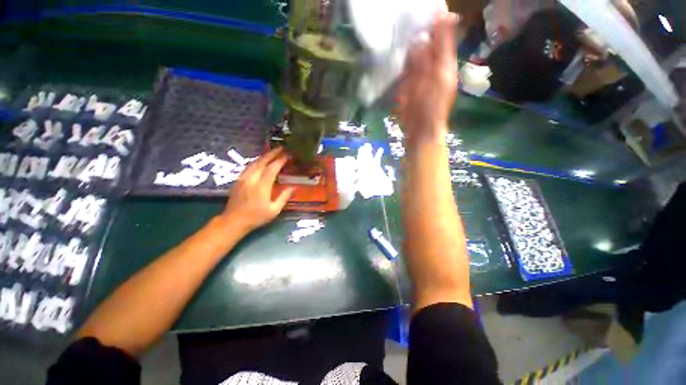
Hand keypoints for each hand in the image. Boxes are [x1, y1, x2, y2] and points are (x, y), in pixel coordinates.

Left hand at [219, 147, 294, 232]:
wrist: (233, 221)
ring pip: (254, 163)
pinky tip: (261, 161)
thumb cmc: (256, 217)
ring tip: (273, 152)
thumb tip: (294, 187)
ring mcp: (243, 179)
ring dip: (264, 156)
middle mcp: (251, 179)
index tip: (287, 155)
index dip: (280, 161)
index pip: (272, 169)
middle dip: (272, 153)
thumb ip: (284, 197)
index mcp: (261, 187)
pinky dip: (257, 161)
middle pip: (262, 162)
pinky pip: (249, 167)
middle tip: (281, 148)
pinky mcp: (238, 180)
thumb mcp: (274, 210)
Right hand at [396, 12, 459, 145]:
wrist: (419, 127)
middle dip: (419, 22)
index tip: (427, 3)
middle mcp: (431, 60)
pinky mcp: (405, 79)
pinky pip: (402, 61)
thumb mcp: (438, 78)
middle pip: (427, 36)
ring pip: (413, 48)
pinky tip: (393, 41)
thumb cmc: (433, 105)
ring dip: (407, 36)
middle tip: (408, 9)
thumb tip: (427, 30)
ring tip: (398, 19)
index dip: (437, 16)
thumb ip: (434, 55)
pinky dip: (399, 52)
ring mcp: (417, 70)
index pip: (443, 31)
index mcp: (444, 59)